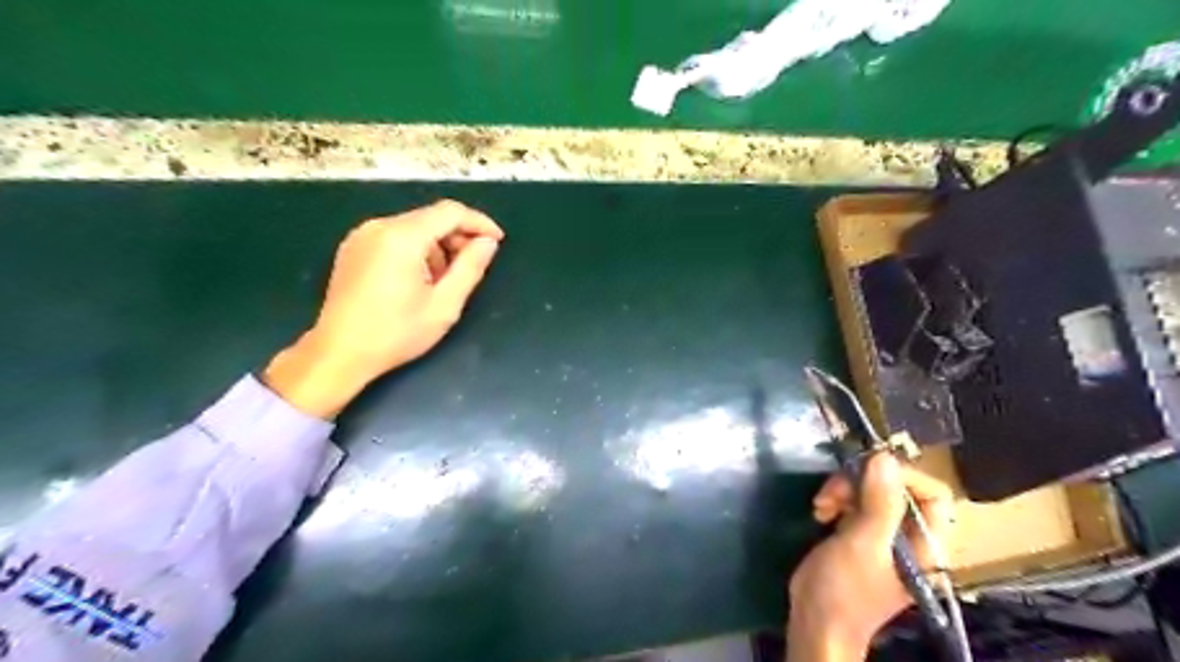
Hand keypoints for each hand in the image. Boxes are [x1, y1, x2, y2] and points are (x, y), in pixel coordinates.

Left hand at [263, 199, 503, 416]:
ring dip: (438, 246)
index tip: (497, 241)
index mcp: (402, 237)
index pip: (450, 212)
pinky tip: (420, 279)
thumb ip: (470, 268)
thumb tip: (488, 243)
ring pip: (414, 227)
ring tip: (444, 281)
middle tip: (473, 266)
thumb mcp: (444, 305)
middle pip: (431, 217)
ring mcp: (362, 235)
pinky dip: (416, 250)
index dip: (479, 222)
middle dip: (458, 237)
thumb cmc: (396, 333)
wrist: (339, 353)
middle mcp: (379, 227)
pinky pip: (395, 237)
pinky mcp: (353, 248)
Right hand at [785, 454, 952, 660]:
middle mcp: (910, 536)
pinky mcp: (859, 533)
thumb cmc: (845, 590)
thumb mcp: (863, 544)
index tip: (865, 472)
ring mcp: (883, 534)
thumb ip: (878, 502)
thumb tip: (884, 457)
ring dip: (844, 490)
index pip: (932, 493)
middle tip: (833, 491)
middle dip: (862, 482)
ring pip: (871, 490)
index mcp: (927, 544)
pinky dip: (836, 499)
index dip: (902, 476)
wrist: (815, 622)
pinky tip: (820, 511)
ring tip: (822, 505)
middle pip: (897, 487)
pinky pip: (854, 501)